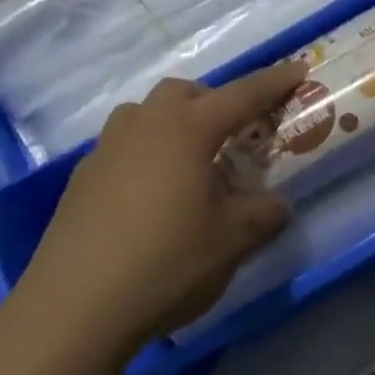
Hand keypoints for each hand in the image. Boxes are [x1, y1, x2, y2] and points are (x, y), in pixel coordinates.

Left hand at [11, 60, 307, 362]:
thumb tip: (277, 204)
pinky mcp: (81, 178)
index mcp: (186, 129)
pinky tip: (150, 199)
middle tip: (233, 134)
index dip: (274, 82)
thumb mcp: (231, 241)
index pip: (241, 95)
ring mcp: (106, 149)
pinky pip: (122, 147)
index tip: (299, 67)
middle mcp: (143, 126)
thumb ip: (263, 214)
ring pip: (145, 115)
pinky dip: (146, 155)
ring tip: (190, 165)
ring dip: (173, 124)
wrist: (75, 306)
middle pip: (183, 93)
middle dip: (214, 101)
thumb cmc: (166, 262)